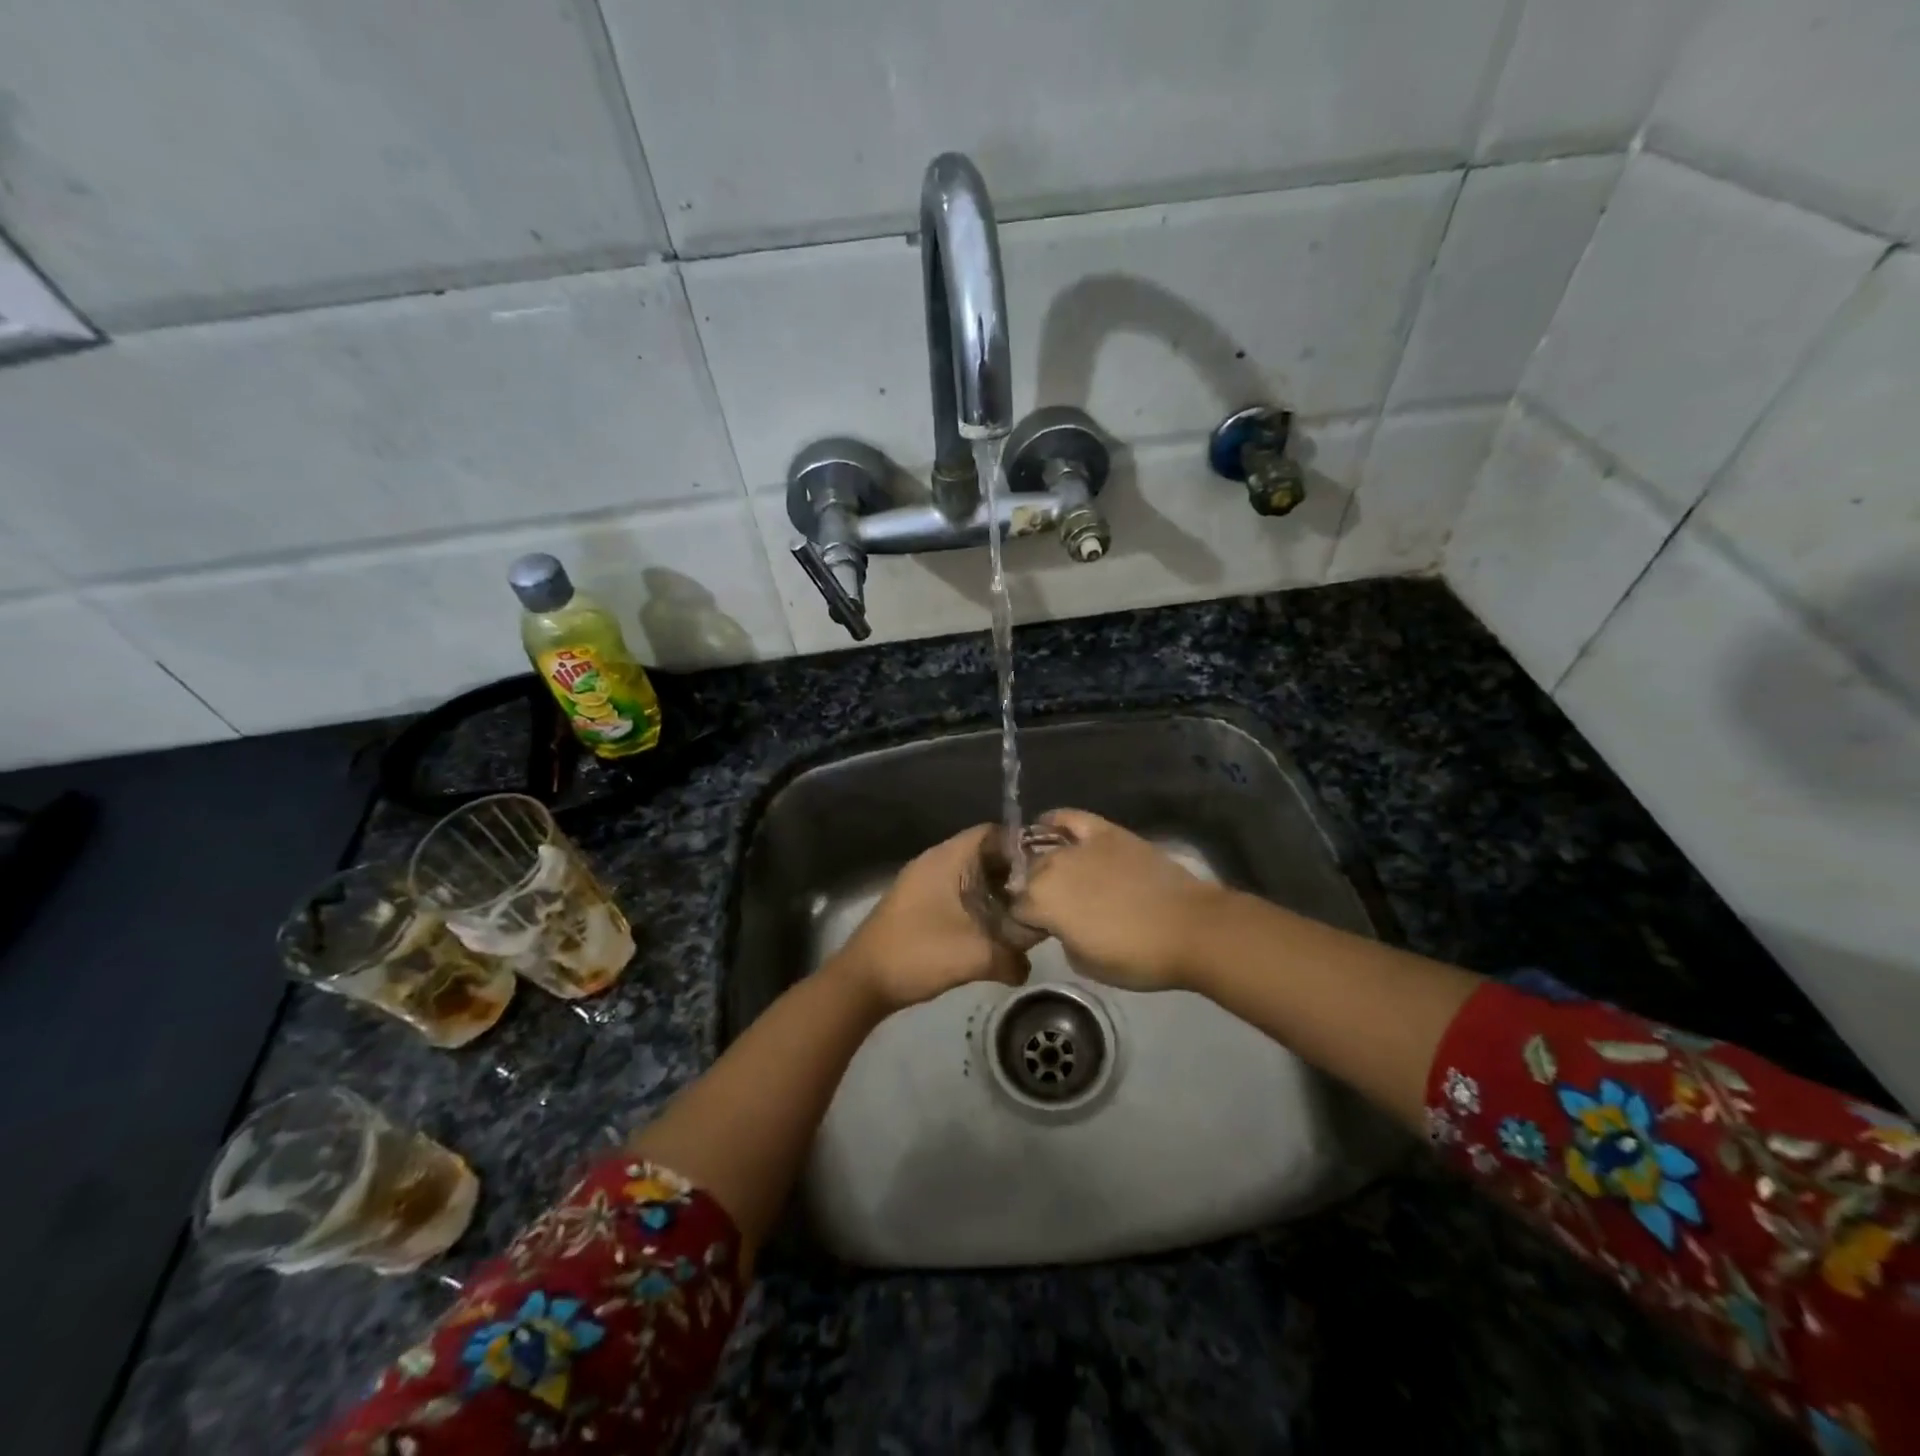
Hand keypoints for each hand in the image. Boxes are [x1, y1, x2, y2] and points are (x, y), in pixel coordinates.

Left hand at [833, 825, 1030, 1012]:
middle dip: (1013, 872)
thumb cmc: (918, 954)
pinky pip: (956, 891)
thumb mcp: (974, 956)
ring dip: (995, 890)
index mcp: (948, 858)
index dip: (1023, 846)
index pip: (994, 832)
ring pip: (970, 874)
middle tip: (1040, 895)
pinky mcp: (917, 902)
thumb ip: (1012, 957)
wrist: (862, 981)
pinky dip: (977, 903)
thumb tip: (1028, 966)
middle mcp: (935, 861)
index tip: (1047, 868)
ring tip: (1022, 913)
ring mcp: (923, 881)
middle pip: (984, 853)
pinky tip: (992, 928)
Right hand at [1008, 809, 1226, 991]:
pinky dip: (1056, 821)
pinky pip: (1070, 818)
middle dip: (1031, 892)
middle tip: (1050, 909)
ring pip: (1044, 850)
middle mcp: (1051, 868)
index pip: (1015, 910)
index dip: (1023, 923)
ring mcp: (1078, 846)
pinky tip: (1048, 825)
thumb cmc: (1137, 956)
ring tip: (1052, 875)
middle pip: (1027, 876)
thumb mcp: (1085, 963)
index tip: (1036, 933)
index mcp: (1041, 903)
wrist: (1189, 928)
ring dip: (1043, 864)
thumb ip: (1062, 937)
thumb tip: (1061, 924)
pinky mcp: (1104, 831)